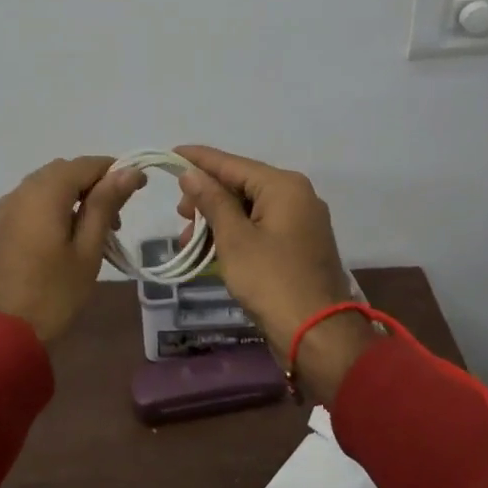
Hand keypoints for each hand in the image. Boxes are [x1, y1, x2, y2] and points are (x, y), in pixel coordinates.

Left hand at [0, 157, 145, 343]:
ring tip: (98, 231)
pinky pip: (34, 202)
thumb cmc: (52, 293)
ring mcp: (7, 208)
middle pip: (65, 172)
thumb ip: (106, 205)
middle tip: (118, 218)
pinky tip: (70, 237)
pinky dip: (56, 207)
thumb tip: (129, 171)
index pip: (87, 164)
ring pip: (48, 186)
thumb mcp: (87, 250)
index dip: (116, 170)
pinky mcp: (1, 226)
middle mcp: (22, 190)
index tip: (141, 188)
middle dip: (95, 185)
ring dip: (76, 197)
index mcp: (45, 192)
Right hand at [174, 145, 374, 401]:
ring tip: (189, 241)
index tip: (171, 153)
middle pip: (241, 185)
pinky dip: (235, 235)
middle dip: (206, 198)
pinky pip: (261, 227)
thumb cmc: (271, 281)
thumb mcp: (234, 239)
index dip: (199, 160)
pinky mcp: (300, 245)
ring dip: (217, 221)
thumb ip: (212, 201)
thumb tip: (191, 174)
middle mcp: (297, 196)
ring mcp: (302, 221)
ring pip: (249, 208)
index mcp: (284, 186)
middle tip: (180, 216)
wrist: (317, 334)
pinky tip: (211, 250)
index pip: (232, 163)